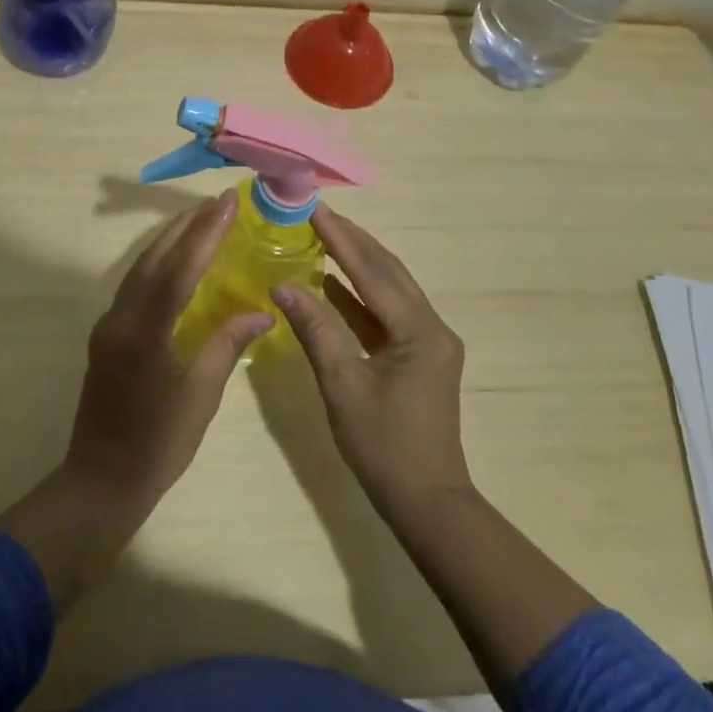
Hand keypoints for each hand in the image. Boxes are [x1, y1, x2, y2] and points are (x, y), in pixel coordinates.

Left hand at [64, 190, 272, 508]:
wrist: (100, 482)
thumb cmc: (157, 444)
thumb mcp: (201, 395)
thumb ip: (228, 344)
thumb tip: (262, 310)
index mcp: (145, 332)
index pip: (179, 269)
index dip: (205, 233)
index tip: (227, 203)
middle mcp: (121, 318)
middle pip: (155, 258)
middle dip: (187, 226)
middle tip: (218, 202)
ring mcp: (109, 324)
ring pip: (141, 268)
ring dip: (171, 240)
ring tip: (201, 219)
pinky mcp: (107, 333)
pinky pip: (135, 284)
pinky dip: (159, 263)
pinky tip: (177, 260)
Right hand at [272, 204, 471, 522]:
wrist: (428, 503)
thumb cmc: (384, 448)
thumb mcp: (343, 386)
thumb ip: (315, 330)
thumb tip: (281, 285)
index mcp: (419, 331)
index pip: (373, 272)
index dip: (341, 238)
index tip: (314, 208)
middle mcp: (431, 326)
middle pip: (388, 270)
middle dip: (352, 239)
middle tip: (317, 212)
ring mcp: (429, 340)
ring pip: (390, 288)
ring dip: (357, 261)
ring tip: (323, 234)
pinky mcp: (419, 354)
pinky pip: (387, 311)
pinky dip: (360, 294)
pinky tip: (331, 282)